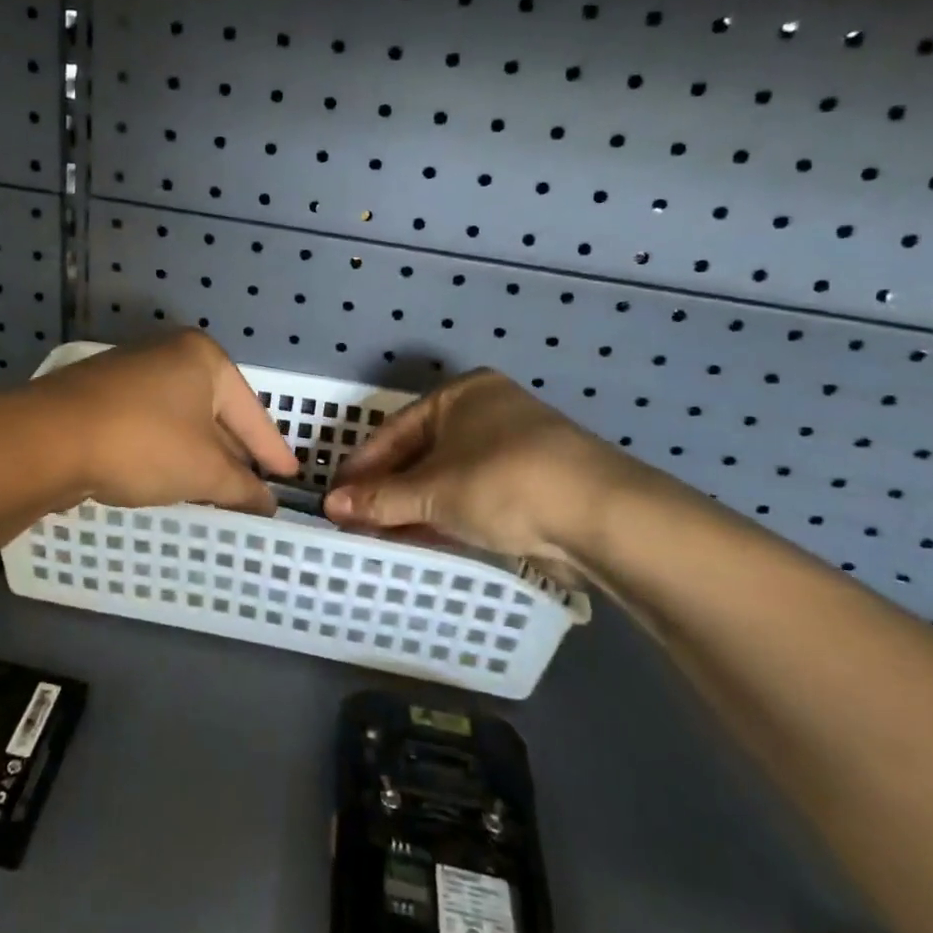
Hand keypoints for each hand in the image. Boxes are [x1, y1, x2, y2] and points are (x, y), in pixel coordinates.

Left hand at [31, 331, 299, 514]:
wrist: (47, 439)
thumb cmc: (143, 443)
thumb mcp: (203, 470)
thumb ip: (242, 487)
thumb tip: (267, 502)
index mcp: (203, 358)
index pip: (252, 412)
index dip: (273, 450)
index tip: (290, 478)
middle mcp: (169, 354)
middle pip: (217, 411)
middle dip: (235, 453)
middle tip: (255, 488)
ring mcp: (132, 371)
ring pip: (182, 419)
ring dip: (200, 454)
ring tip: (217, 488)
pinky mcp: (102, 394)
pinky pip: (152, 423)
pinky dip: (168, 450)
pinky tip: (169, 476)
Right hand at [323, 370, 642, 566]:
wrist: (601, 516)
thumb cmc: (503, 481)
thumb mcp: (433, 490)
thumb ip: (380, 499)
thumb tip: (330, 504)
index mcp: (462, 395)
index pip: (395, 430)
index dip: (362, 465)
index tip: (334, 495)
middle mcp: (487, 413)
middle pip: (421, 453)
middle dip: (386, 488)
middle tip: (352, 517)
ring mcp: (513, 449)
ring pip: (447, 478)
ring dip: (412, 506)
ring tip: (377, 533)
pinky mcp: (532, 485)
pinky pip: (473, 496)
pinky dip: (445, 515)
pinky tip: (418, 537)